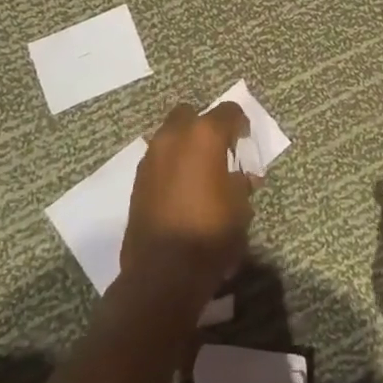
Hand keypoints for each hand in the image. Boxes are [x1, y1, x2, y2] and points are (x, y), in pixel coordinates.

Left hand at [121, 101, 253, 296]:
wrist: (163, 271)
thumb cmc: (211, 233)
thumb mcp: (240, 207)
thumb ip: (241, 182)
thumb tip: (242, 177)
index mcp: (204, 136)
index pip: (228, 111)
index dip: (240, 123)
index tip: (245, 141)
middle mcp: (174, 137)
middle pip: (190, 114)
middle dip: (205, 126)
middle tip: (219, 150)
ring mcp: (151, 157)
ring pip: (170, 135)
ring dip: (185, 145)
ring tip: (200, 172)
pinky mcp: (137, 180)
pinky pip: (158, 159)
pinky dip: (171, 164)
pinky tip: (182, 188)